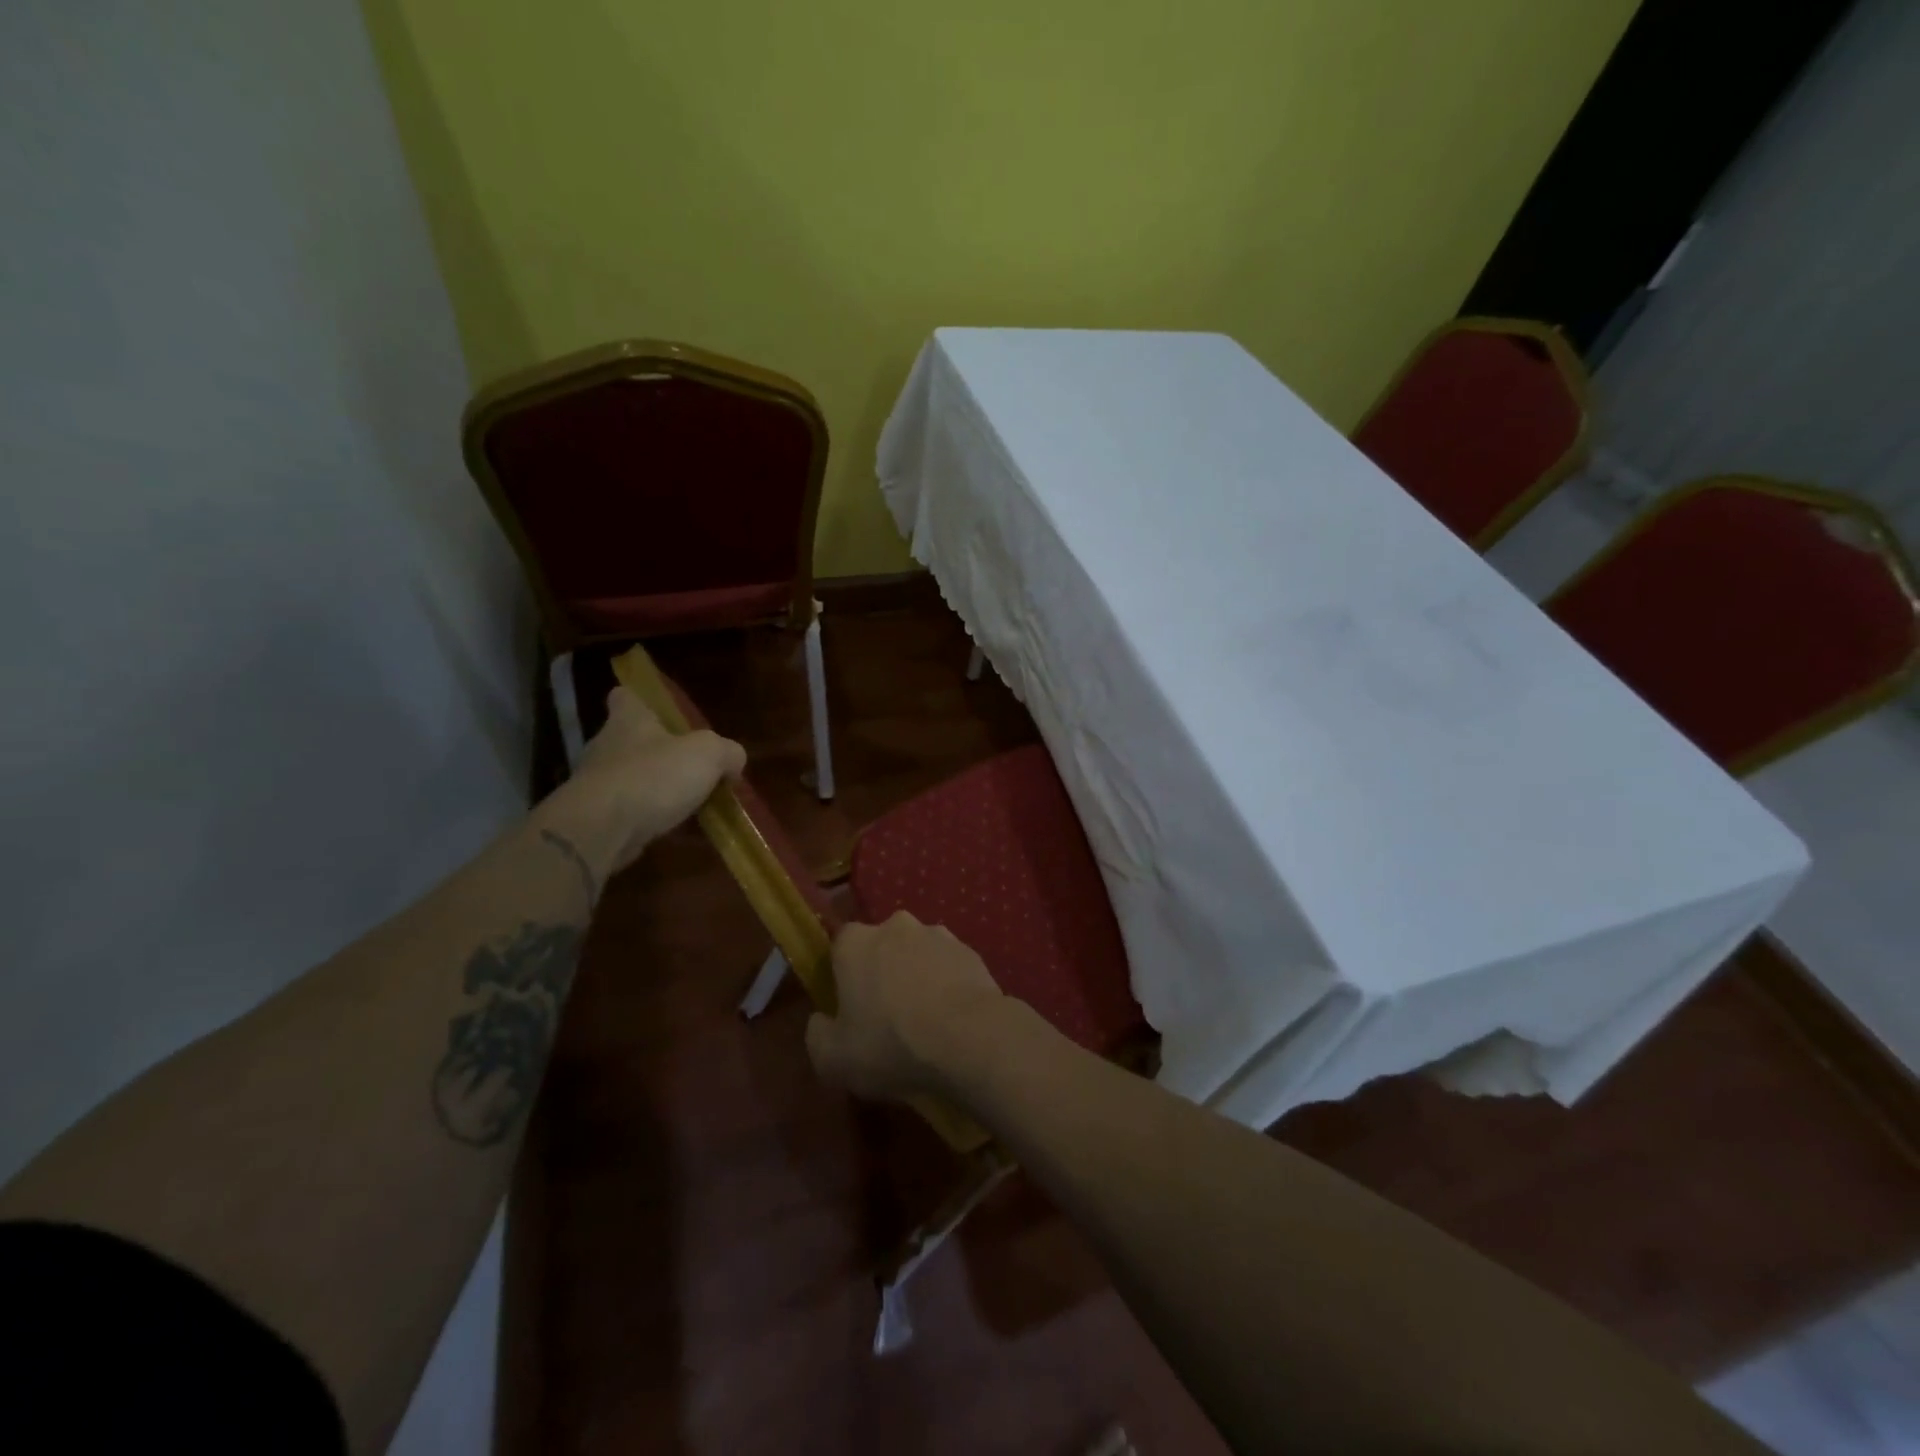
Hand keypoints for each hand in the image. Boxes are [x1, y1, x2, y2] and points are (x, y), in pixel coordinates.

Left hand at [546, 687, 745, 874]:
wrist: (601, 830)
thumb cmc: (654, 776)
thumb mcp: (708, 755)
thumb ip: (727, 752)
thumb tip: (734, 760)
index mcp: (629, 720)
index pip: (626, 697)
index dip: (641, 700)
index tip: (659, 712)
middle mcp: (606, 745)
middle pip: (628, 738)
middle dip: (654, 749)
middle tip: (687, 764)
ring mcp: (595, 783)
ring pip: (626, 776)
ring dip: (650, 786)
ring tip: (684, 802)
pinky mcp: (593, 817)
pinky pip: (624, 809)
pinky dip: (642, 816)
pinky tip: (667, 827)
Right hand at [806, 913, 1007, 1101]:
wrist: (968, 1037)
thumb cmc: (891, 1044)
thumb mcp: (833, 1059)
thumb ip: (817, 1035)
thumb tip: (821, 1021)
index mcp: (855, 943)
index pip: (840, 946)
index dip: (843, 975)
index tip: (850, 1006)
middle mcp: (895, 926)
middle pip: (881, 946)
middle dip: (882, 972)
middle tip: (887, 1015)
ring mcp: (937, 934)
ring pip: (917, 954)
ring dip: (917, 976)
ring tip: (925, 1019)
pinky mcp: (970, 950)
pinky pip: (949, 966)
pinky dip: (947, 984)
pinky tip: (951, 1018)